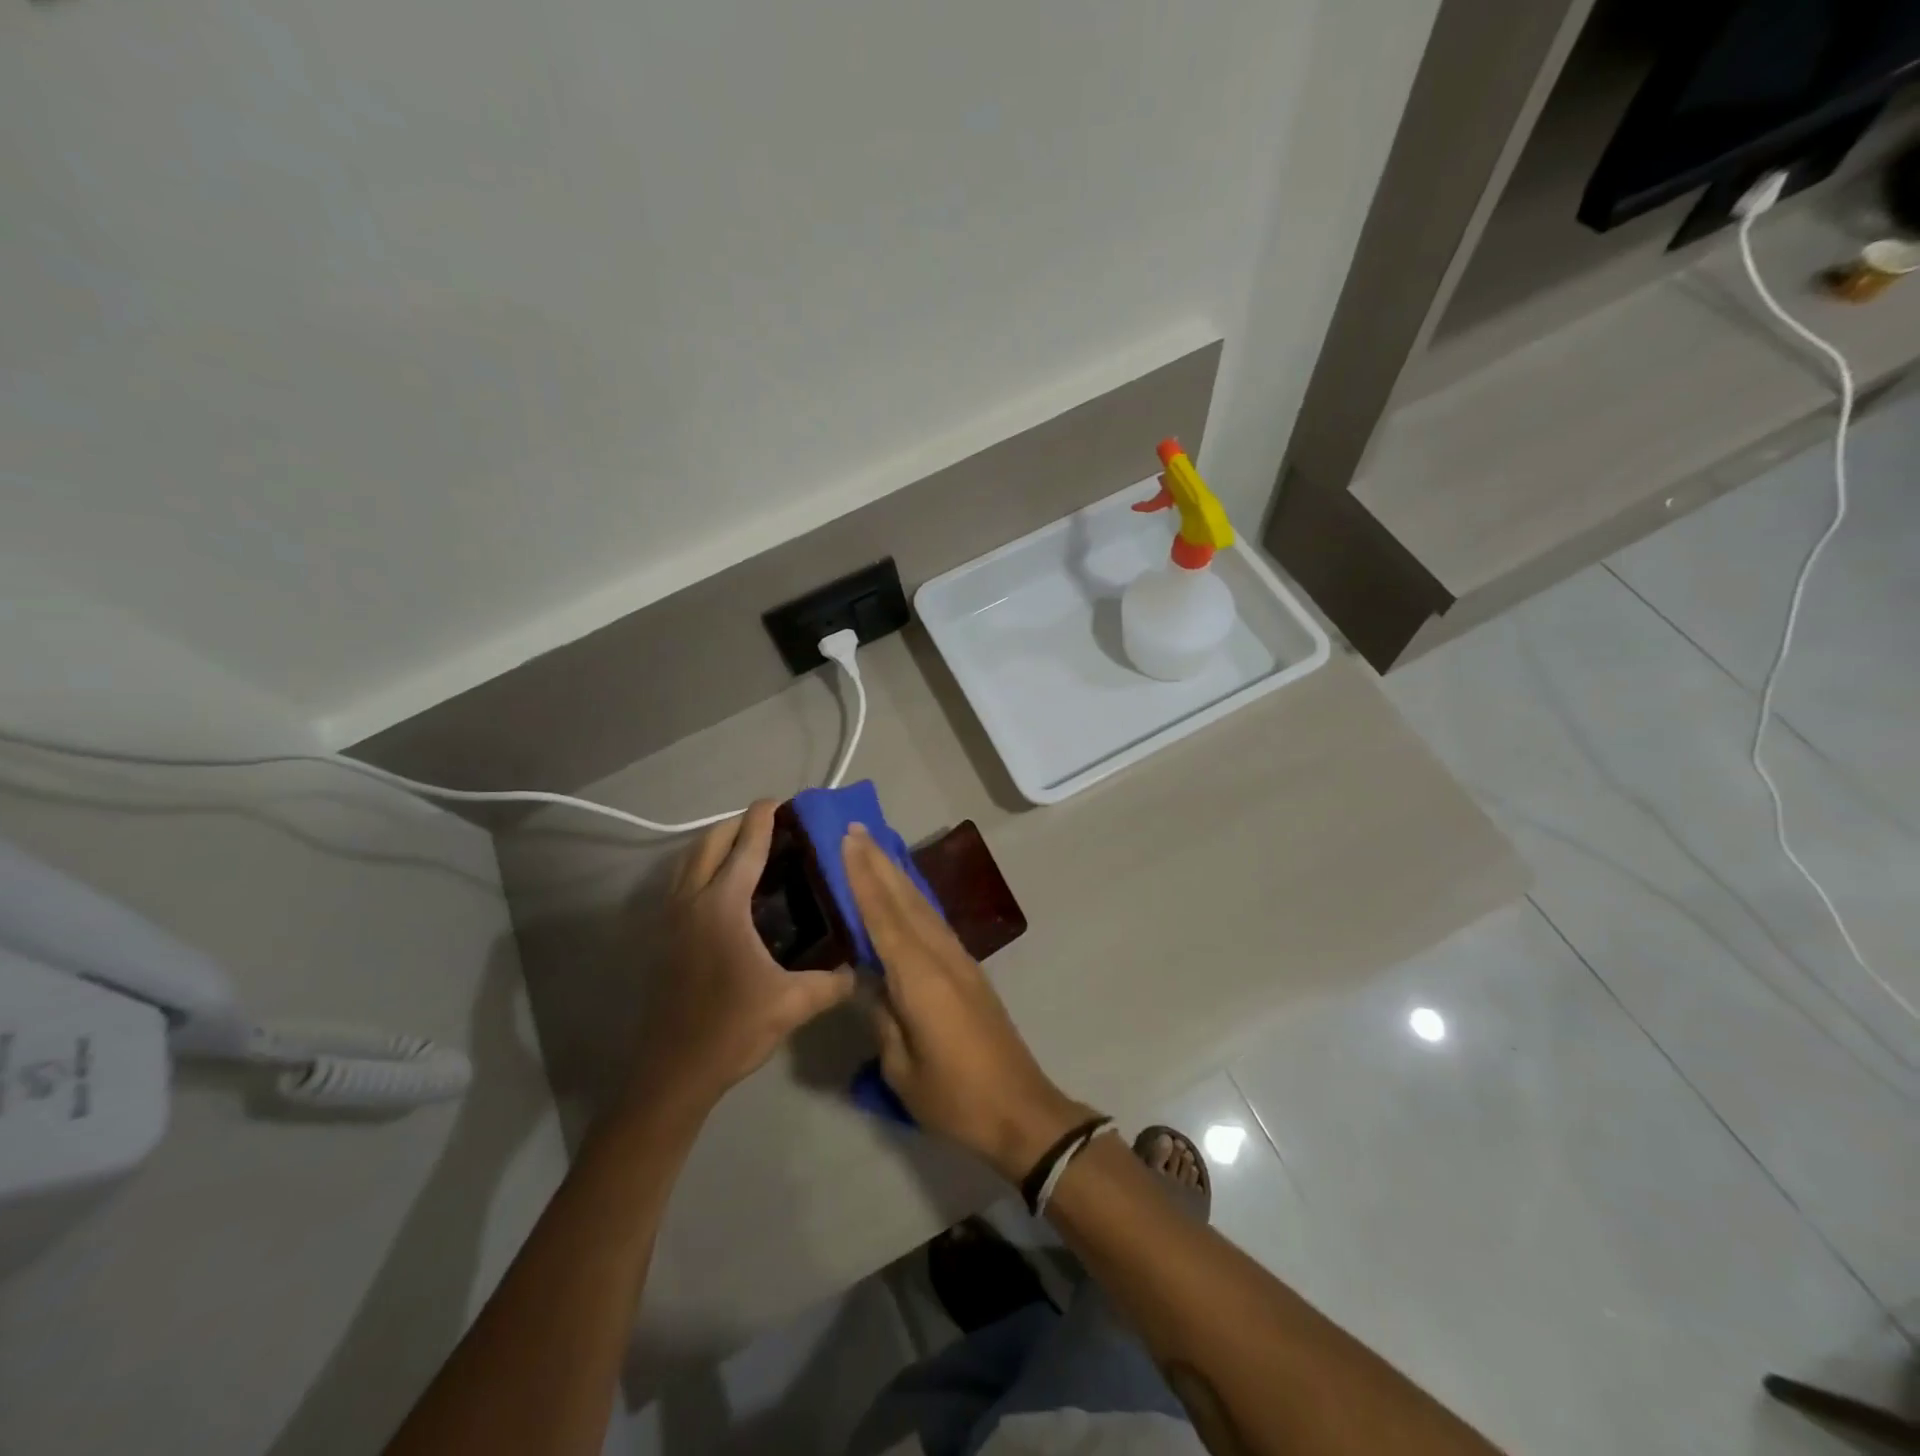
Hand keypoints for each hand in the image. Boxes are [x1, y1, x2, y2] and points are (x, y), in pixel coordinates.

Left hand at [626, 802, 855, 1117]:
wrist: (673, 1072)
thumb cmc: (732, 1028)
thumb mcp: (792, 1004)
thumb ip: (832, 983)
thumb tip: (862, 970)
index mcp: (722, 906)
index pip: (745, 849)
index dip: (762, 820)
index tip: (778, 800)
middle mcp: (692, 901)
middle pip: (710, 844)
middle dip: (736, 824)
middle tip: (768, 823)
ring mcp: (671, 919)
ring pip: (688, 862)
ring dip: (714, 845)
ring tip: (745, 848)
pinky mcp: (663, 938)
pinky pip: (681, 883)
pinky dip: (701, 869)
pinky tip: (722, 890)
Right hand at [841, 823, 1092, 1180]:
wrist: (1019, 1109)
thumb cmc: (955, 1097)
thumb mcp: (902, 1067)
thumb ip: (882, 1016)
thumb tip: (867, 979)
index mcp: (920, 978)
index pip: (884, 917)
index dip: (863, 877)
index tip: (847, 840)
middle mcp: (941, 957)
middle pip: (905, 900)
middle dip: (879, 863)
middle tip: (855, 829)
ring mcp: (960, 961)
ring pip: (923, 907)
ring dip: (898, 875)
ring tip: (875, 849)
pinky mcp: (969, 971)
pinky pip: (934, 923)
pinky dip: (914, 900)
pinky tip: (905, 894)